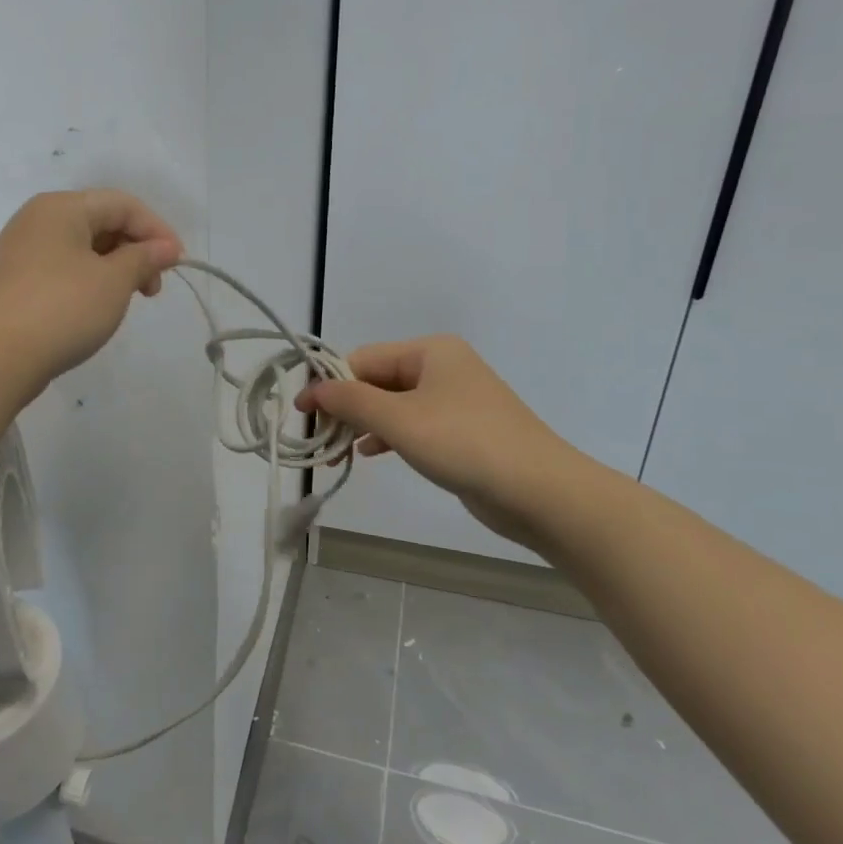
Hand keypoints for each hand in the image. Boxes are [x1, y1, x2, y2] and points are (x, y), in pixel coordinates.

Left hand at [0, 189, 183, 399]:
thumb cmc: (60, 309)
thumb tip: (165, 247)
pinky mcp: (17, 280)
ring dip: (115, 267)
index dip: (156, 229)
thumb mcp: (113, 282)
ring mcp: (24, 250)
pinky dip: (90, 280)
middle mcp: (39, 220)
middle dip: (136, 250)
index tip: (178, 263)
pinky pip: (64, 268)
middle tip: (153, 288)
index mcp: (62, 207)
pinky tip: (98, 307)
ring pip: (83, 247)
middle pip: (101, 221)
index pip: (122, 204)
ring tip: (129, 300)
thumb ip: (144, 258)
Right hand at [297, 335, 590, 550]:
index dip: (329, 385)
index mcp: (429, 351)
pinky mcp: (460, 430)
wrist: (541, 492)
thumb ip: (351, 401)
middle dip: (345, 407)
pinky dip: (387, 436)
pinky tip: (368, 453)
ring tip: (336, 450)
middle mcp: (441, 367)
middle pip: (376, 380)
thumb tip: (312, 389)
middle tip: (319, 438)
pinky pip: (411, 424)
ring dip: (362, 424)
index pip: (362, 359)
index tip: (302, 414)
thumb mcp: (399, 419)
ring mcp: (453, 399)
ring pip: (392, 404)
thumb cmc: (464, 443)